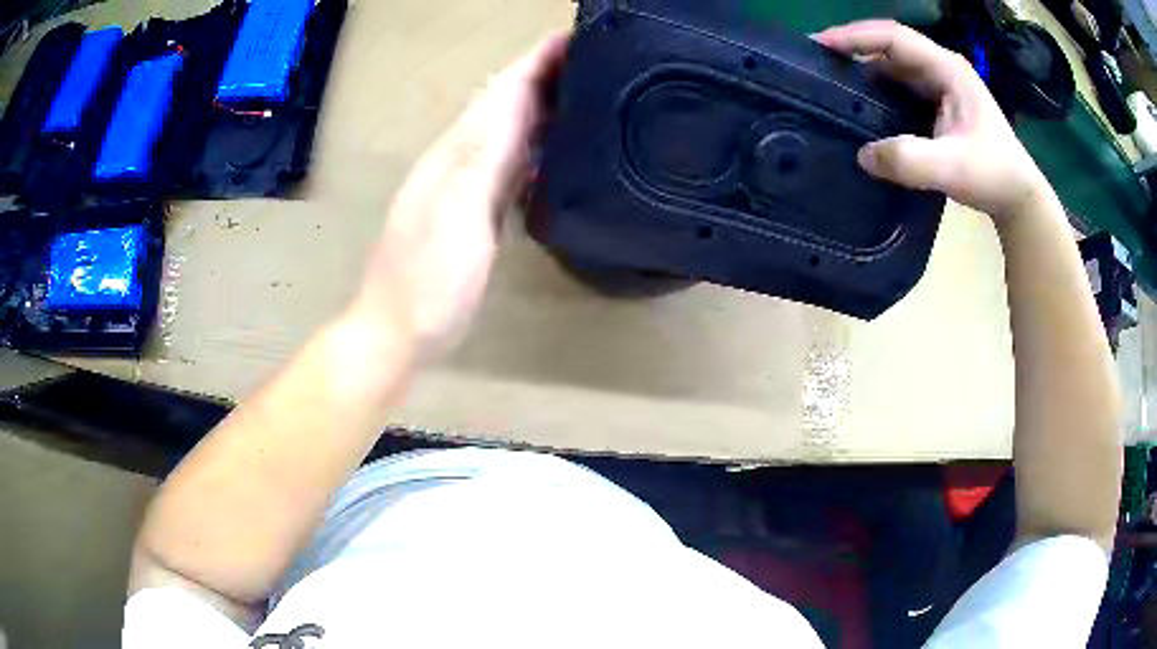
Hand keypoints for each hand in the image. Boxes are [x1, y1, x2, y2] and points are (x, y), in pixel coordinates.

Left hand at [349, 33, 569, 362]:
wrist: (396, 331)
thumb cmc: (429, 281)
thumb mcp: (458, 216)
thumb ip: (484, 158)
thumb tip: (513, 102)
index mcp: (457, 153)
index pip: (501, 92)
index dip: (535, 61)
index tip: (573, 37)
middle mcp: (458, 159)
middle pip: (504, 103)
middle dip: (543, 75)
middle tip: (592, 60)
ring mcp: (463, 186)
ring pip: (506, 130)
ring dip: (539, 105)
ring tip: (580, 91)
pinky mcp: (471, 212)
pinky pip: (506, 163)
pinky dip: (531, 145)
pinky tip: (549, 147)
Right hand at [815, 20, 1051, 221]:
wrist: (1018, 198)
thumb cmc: (994, 176)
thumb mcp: (953, 169)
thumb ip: (910, 161)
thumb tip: (862, 155)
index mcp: (948, 70)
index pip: (895, 37)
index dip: (857, 37)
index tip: (820, 45)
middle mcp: (941, 70)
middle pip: (890, 48)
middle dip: (854, 51)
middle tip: (818, 64)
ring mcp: (940, 87)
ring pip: (894, 68)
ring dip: (864, 73)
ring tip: (832, 83)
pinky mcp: (937, 106)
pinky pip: (900, 90)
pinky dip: (878, 93)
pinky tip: (862, 106)